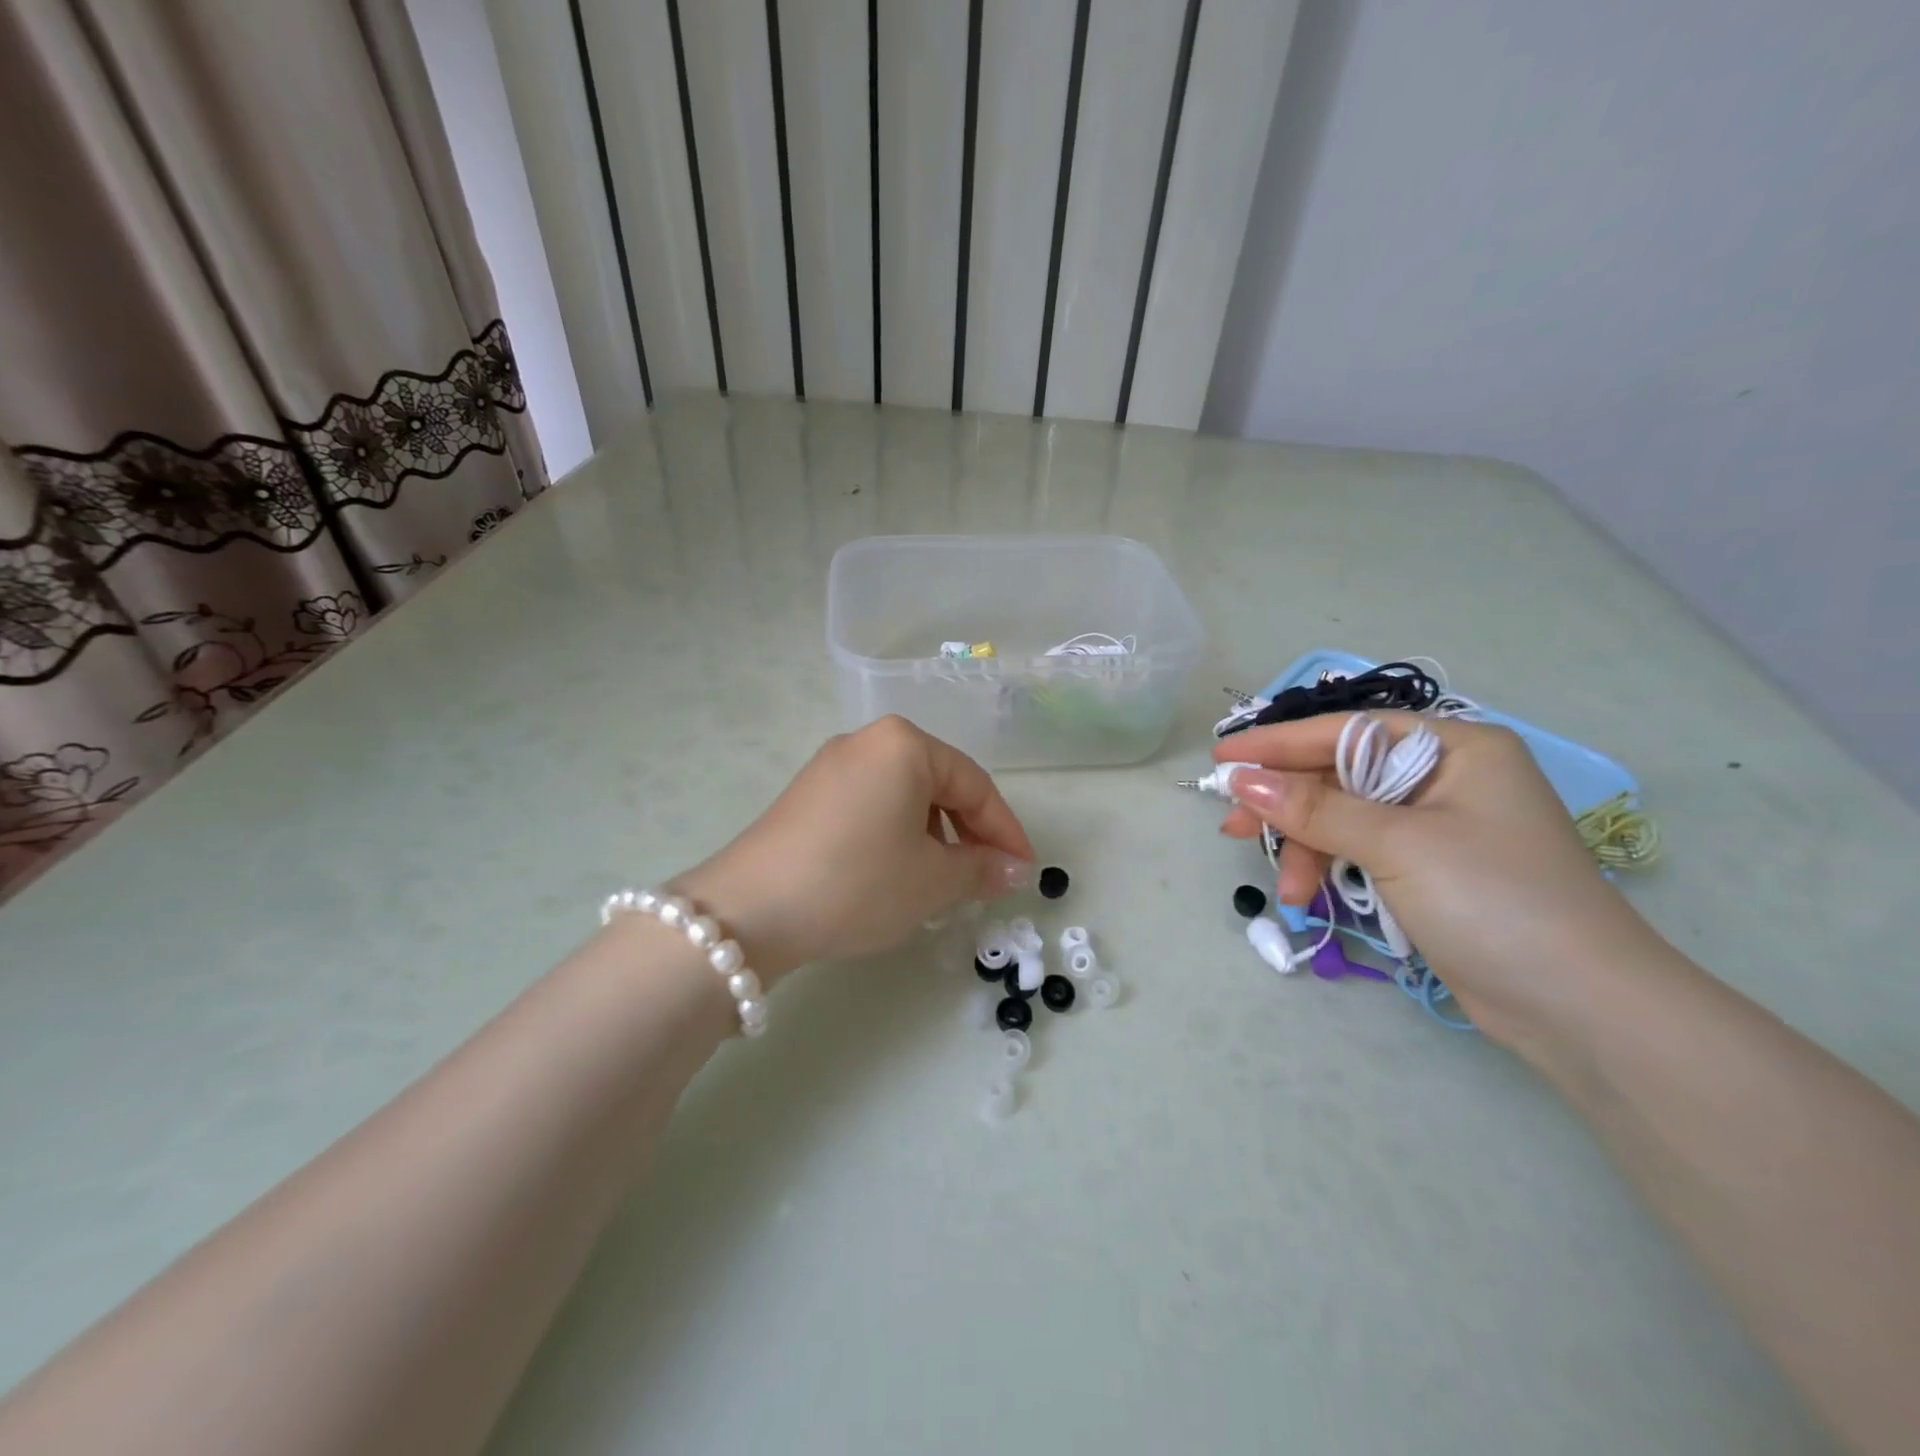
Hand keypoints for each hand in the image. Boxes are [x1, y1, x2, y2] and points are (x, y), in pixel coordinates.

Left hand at [674, 717, 1033, 980]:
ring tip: (943, 882)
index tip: (1025, 871)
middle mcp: (868, 742)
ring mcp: (832, 766)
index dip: (1006, 832)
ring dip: (934, 837)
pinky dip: (897, 835)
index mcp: (905, 744)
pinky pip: (872, 806)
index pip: (975, 785)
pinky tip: (897, 872)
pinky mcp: (808, 794)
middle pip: (939, 785)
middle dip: (969, 833)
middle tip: (986, 878)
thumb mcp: (931, 880)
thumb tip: (1013, 869)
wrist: (748, 910)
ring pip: (904, 796)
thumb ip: (981, 868)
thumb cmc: (857, 883)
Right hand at [1216, 713, 1671, 1049]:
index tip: (1222, 756)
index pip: (1346, 732)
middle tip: (1232, 825)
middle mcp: (1446, 777)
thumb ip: (1315, 808)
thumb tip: (1242, 780)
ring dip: (1308, 850)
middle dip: (1288, 805)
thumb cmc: (1493, 900)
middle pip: (1340, 776)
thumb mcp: (1396, 845)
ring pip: (1344, 818)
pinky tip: (1308, 898)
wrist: (1580, 1008)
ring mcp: (1437, 826)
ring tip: (1285, 892)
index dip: (1278, 743)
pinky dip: (1330, 870)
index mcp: (1454, 748)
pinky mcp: (1429, 870)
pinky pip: (1359, 851)